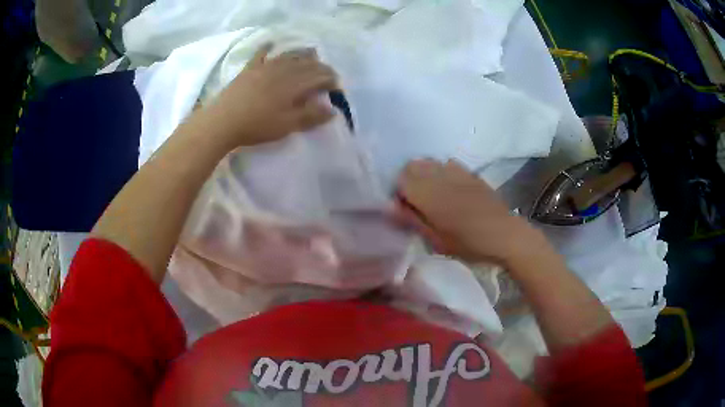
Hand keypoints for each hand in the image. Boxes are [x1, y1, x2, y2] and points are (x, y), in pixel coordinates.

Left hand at [199, 43, 338, 147]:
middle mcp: (282, 70)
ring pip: (288, 56)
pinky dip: (267, 48)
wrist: (223, 121)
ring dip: (302, 55)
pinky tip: (270, 44)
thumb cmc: (257, 125)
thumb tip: (333, 110)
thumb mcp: (287, 125)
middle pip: (307, 64)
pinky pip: (260, 54)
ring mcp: (265, 67)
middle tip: (329, 74)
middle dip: (321, 68)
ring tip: (311, 56)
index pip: (319, 77)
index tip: (337, 87)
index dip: (331, 80)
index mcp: (294, 84)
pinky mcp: (249, 69)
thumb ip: (311, 116)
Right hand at [395, 159, 547, 265]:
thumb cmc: (468, 243)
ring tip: (431, 195)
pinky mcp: (469, 172)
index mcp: (428, 193)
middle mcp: (439, 175)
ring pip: (428, 162)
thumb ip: (411, 220)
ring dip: (423, 174)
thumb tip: (391, 207)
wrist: (504, 235)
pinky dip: (440, 171)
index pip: (400, 180)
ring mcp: (456, 171)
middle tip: (416, 202)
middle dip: (407, 180)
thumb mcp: (435, 240)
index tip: (405, 210)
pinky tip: (448, 188)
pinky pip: (446, 163)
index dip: (398, 194)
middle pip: (411, 166)